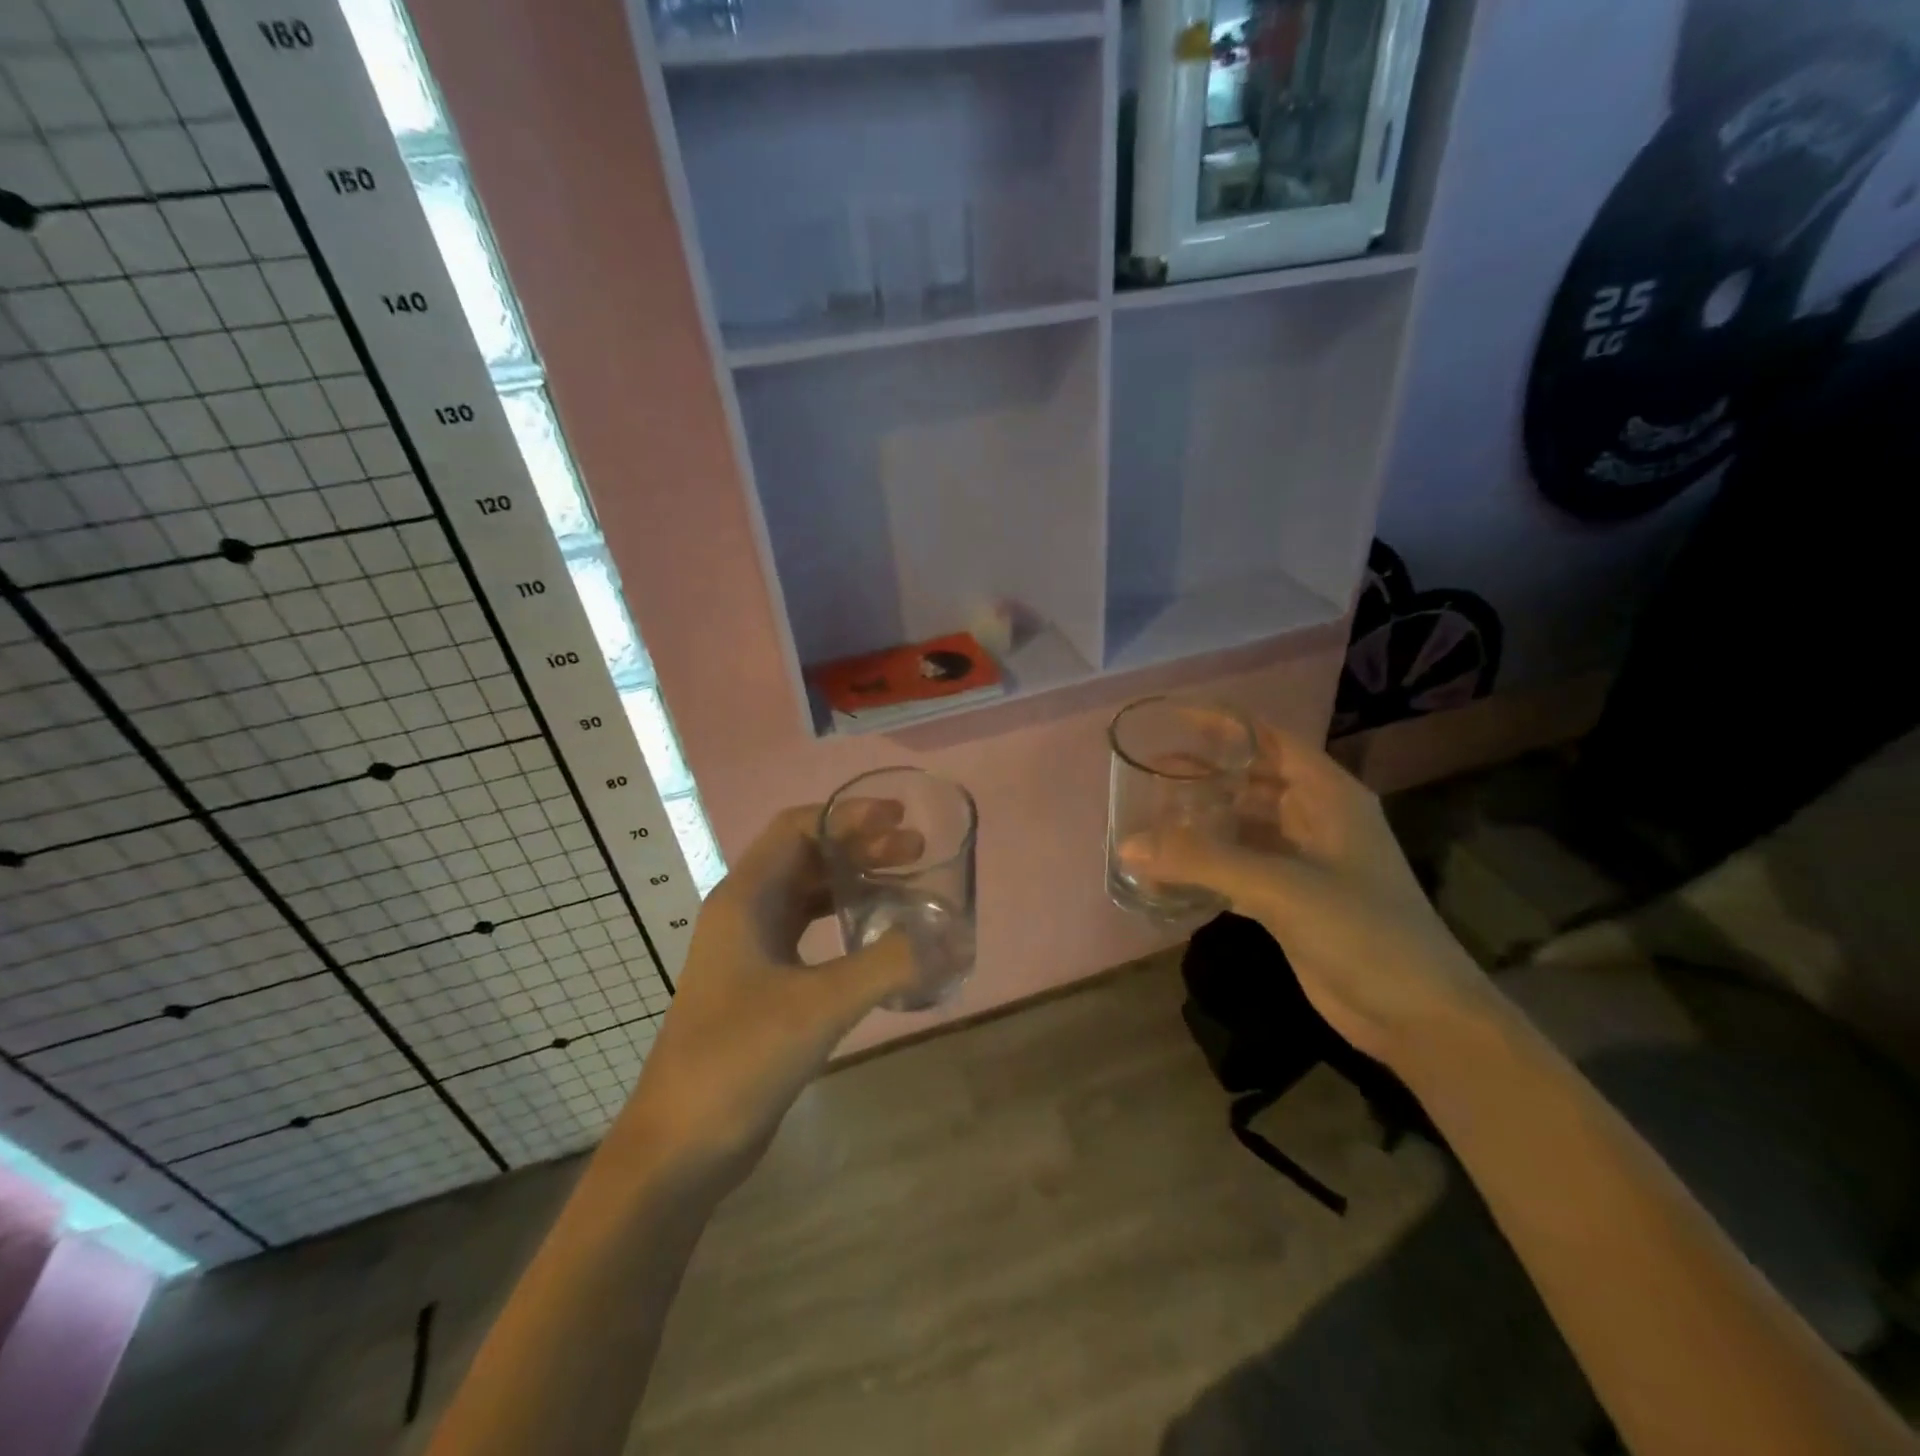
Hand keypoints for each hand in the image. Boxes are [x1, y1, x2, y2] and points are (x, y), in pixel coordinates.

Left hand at [614, 804, 918, 1192]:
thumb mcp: (819, 1005)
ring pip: (809, 896)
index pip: (797, 828)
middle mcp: (745, 913)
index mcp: (744, 899)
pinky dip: (847, 924)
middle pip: (807, 857)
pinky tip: (880, 939)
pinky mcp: (763, 985)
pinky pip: (811, 935)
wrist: (679, 1146)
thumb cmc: (737, 1059)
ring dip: (855, 884)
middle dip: (861, 847)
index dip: (848, 815)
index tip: (899, 818)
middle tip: (917, 852)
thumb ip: (888, 965)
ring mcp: (751, 951)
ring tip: (908, 887)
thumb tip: (952, 939)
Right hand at [1118, 720, 1495, 1067]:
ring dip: (1201, 824)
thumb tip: (1128, 846)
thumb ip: (1203, 862)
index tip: (1173, 720)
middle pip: (1251, 783)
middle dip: (1203, 776)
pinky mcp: (1290, 901)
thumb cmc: (1363, 931)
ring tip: (1149, 818)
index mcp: (1328, 797)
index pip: (1271, 741)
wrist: (1417, 1016)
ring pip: (1241, 828)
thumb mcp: (1282, 887)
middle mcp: (1315, 820)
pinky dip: (1205, 868)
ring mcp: (1303, 863)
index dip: (1226, 726)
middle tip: (1148, 774)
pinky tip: (1167, 870)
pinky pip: (1238, 870)